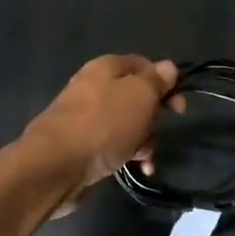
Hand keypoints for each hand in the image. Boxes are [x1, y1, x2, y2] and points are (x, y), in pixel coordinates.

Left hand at [21, 55, 177, 212]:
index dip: (166, 84)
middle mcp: (94, 86)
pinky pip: (112, 143)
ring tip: (144, 159)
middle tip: (156, 133)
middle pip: (136, 96)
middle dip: (153, 117)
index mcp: (107, 67)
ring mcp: (85, 115)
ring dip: (142, 140)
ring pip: (126, 123)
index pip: (145, 66)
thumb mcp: (140, 96)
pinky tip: (135, 169)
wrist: (56, 165)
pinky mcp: (80, 143)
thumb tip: (168, 67)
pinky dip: (126, 154)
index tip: (179, 109)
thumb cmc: (104, 125)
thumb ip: (157, 80)